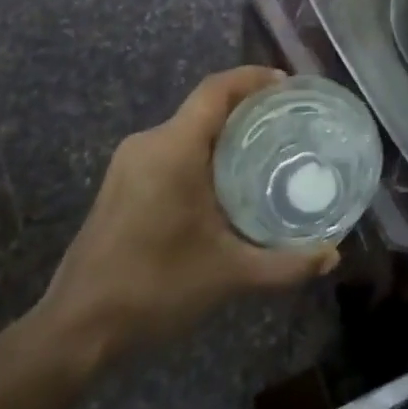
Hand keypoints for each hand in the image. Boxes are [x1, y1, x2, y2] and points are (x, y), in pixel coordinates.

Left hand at [24, 67, 338, 373]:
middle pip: (204, 106)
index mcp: (174, 148)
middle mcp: (149, 142)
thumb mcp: (229, 275)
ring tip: (262, 151)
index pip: (217, 89)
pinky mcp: (120, 183)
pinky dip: (201, 151)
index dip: (253, 78)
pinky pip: (170, 148)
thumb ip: (285, 264)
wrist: (75, 330)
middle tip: (286, 123)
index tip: (287, 85)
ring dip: (223, 132)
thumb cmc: (154, 288)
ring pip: (186, 129)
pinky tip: (222, 183)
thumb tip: (332, 255)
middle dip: (246, 108)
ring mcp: (129, 162)